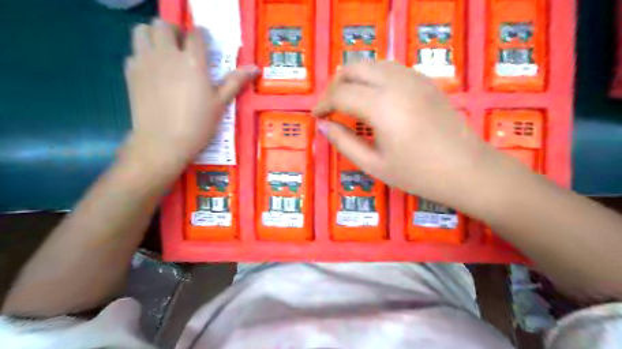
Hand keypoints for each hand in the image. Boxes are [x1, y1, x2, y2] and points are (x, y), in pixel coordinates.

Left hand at [122, 17, 258, 165]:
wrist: (163, 142)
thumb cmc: (197, 124)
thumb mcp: (220, 104)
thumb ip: (235, 82)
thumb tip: (255, 68)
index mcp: (193, 62)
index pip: (197, 35)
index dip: (202, 36)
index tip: (206, 44)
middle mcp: (167, 54)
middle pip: (164, 25)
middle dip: (175, 32)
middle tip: (183, 47)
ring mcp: (145, 61)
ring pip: (143, 30)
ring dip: (154, 36)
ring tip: (165, 53)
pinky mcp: (130, 72)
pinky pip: (134, 52)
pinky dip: (143, 54)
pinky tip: (153, 71)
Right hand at [316, 61, 498, 210]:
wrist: (466, 170)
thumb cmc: (418, 174)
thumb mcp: (374, 164)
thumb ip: (344, 143)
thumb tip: (323, 126)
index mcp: (382, 106)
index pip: (340, 94)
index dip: (323, 104)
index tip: (317, 117)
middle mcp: (396, 82)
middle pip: (354, 68)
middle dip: (335, 85)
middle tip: (329, 107)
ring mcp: (413, 78)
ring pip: (372, 63)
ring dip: (353, 78)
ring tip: (346, 101)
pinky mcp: (424, 81)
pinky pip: (390, 68)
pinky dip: (372, 77)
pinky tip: (372, 97)